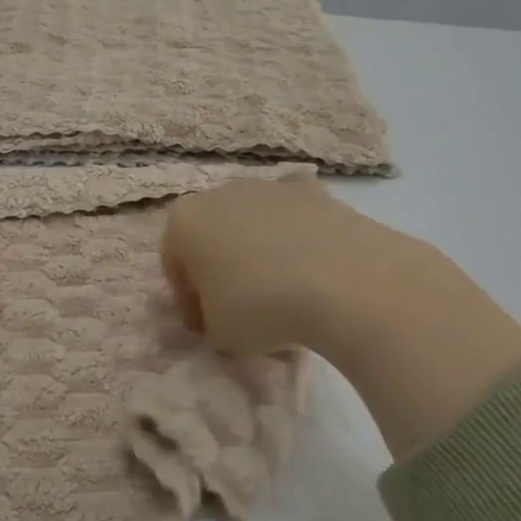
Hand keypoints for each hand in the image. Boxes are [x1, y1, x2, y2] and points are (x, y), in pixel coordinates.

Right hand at [161, 178, 418, 353]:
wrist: (346, 281)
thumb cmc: (260, 306)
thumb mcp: (218, 333)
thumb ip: (210, 322)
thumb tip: (223, 317)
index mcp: (183, 221)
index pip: (174, 265)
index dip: (188, 301)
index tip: (206, 329)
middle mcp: (220, 193)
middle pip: (212, 237)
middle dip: (220, 271)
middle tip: (239, 310)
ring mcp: (270, 187)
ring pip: (252, 226)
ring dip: (258, 256)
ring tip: (282, 296)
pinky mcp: (316, 192)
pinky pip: (294, 223)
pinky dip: (297, 244)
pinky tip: (313, 277)